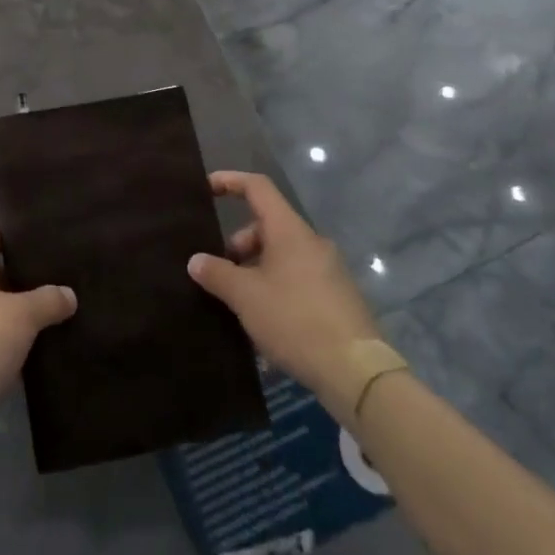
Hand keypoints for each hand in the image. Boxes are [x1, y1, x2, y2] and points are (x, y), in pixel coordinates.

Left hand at [0, 224, 76, 418]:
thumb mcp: (22, 316)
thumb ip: (48, 300)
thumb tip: (69, 295)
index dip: (8, 234)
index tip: (36, 245)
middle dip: (16, 277)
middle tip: (49, 281)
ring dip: (10, 310)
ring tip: (45, 315)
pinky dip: (0, 337)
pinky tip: (28, 350)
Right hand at [187, 171, 382, 418]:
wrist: (357, 373)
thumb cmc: (295, 320)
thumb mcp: (246, 296)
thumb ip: (217, 273)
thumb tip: (196, 260)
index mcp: (290, 231)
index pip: (258, 187)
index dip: (230, 181)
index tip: (206, 189)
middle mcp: (312, 242)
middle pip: (267, 226)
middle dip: (239, 245)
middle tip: (221, 273)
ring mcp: (329, 270)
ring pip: (282, 256)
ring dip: (256, 270)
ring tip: (239, 304)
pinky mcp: (338, 298)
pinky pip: (297, 280)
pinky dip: (275, 289)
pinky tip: (264, 322)